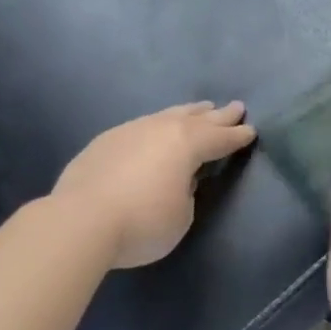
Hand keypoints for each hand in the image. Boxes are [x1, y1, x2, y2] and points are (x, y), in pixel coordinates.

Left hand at [53, 101, 255, 268]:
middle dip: (219, 115)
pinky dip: (157, 125)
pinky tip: (154, 129)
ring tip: (200, 108)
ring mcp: (131, 130)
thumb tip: (178, 180)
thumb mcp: (181, 216)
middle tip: (235, 107)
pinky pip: (142, 125)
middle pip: (197, 119)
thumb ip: (186, 192)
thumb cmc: (142, 222)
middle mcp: (162, 129)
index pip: (220, 138)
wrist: (79, 220)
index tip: (251, 130)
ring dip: (188, 113)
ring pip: (167, 115)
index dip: (237, 136)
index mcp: (187, 144)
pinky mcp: (105, 140)